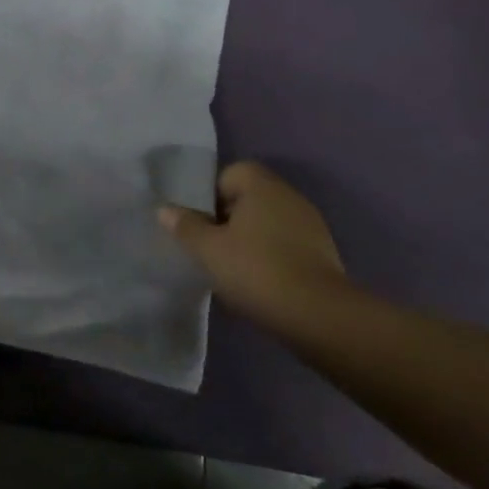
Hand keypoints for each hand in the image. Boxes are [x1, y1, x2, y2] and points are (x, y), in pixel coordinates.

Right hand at [157, 162, 349, 322]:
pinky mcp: (322, 253)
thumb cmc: (256, 270)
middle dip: (227, 217)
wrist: (318, 315)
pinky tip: (257, 280)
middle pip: (249, 197)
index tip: (199, 221)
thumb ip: (185, 226)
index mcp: (262, 187)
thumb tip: (165, 209)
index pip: (231, 173)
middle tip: (208, 244)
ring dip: (248, 238)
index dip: (210, 193)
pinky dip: (269, 255)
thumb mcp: (208, 249)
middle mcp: (289, 197)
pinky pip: (285, 243)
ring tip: (230, 266)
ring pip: (267, 222)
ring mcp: (310, 225)